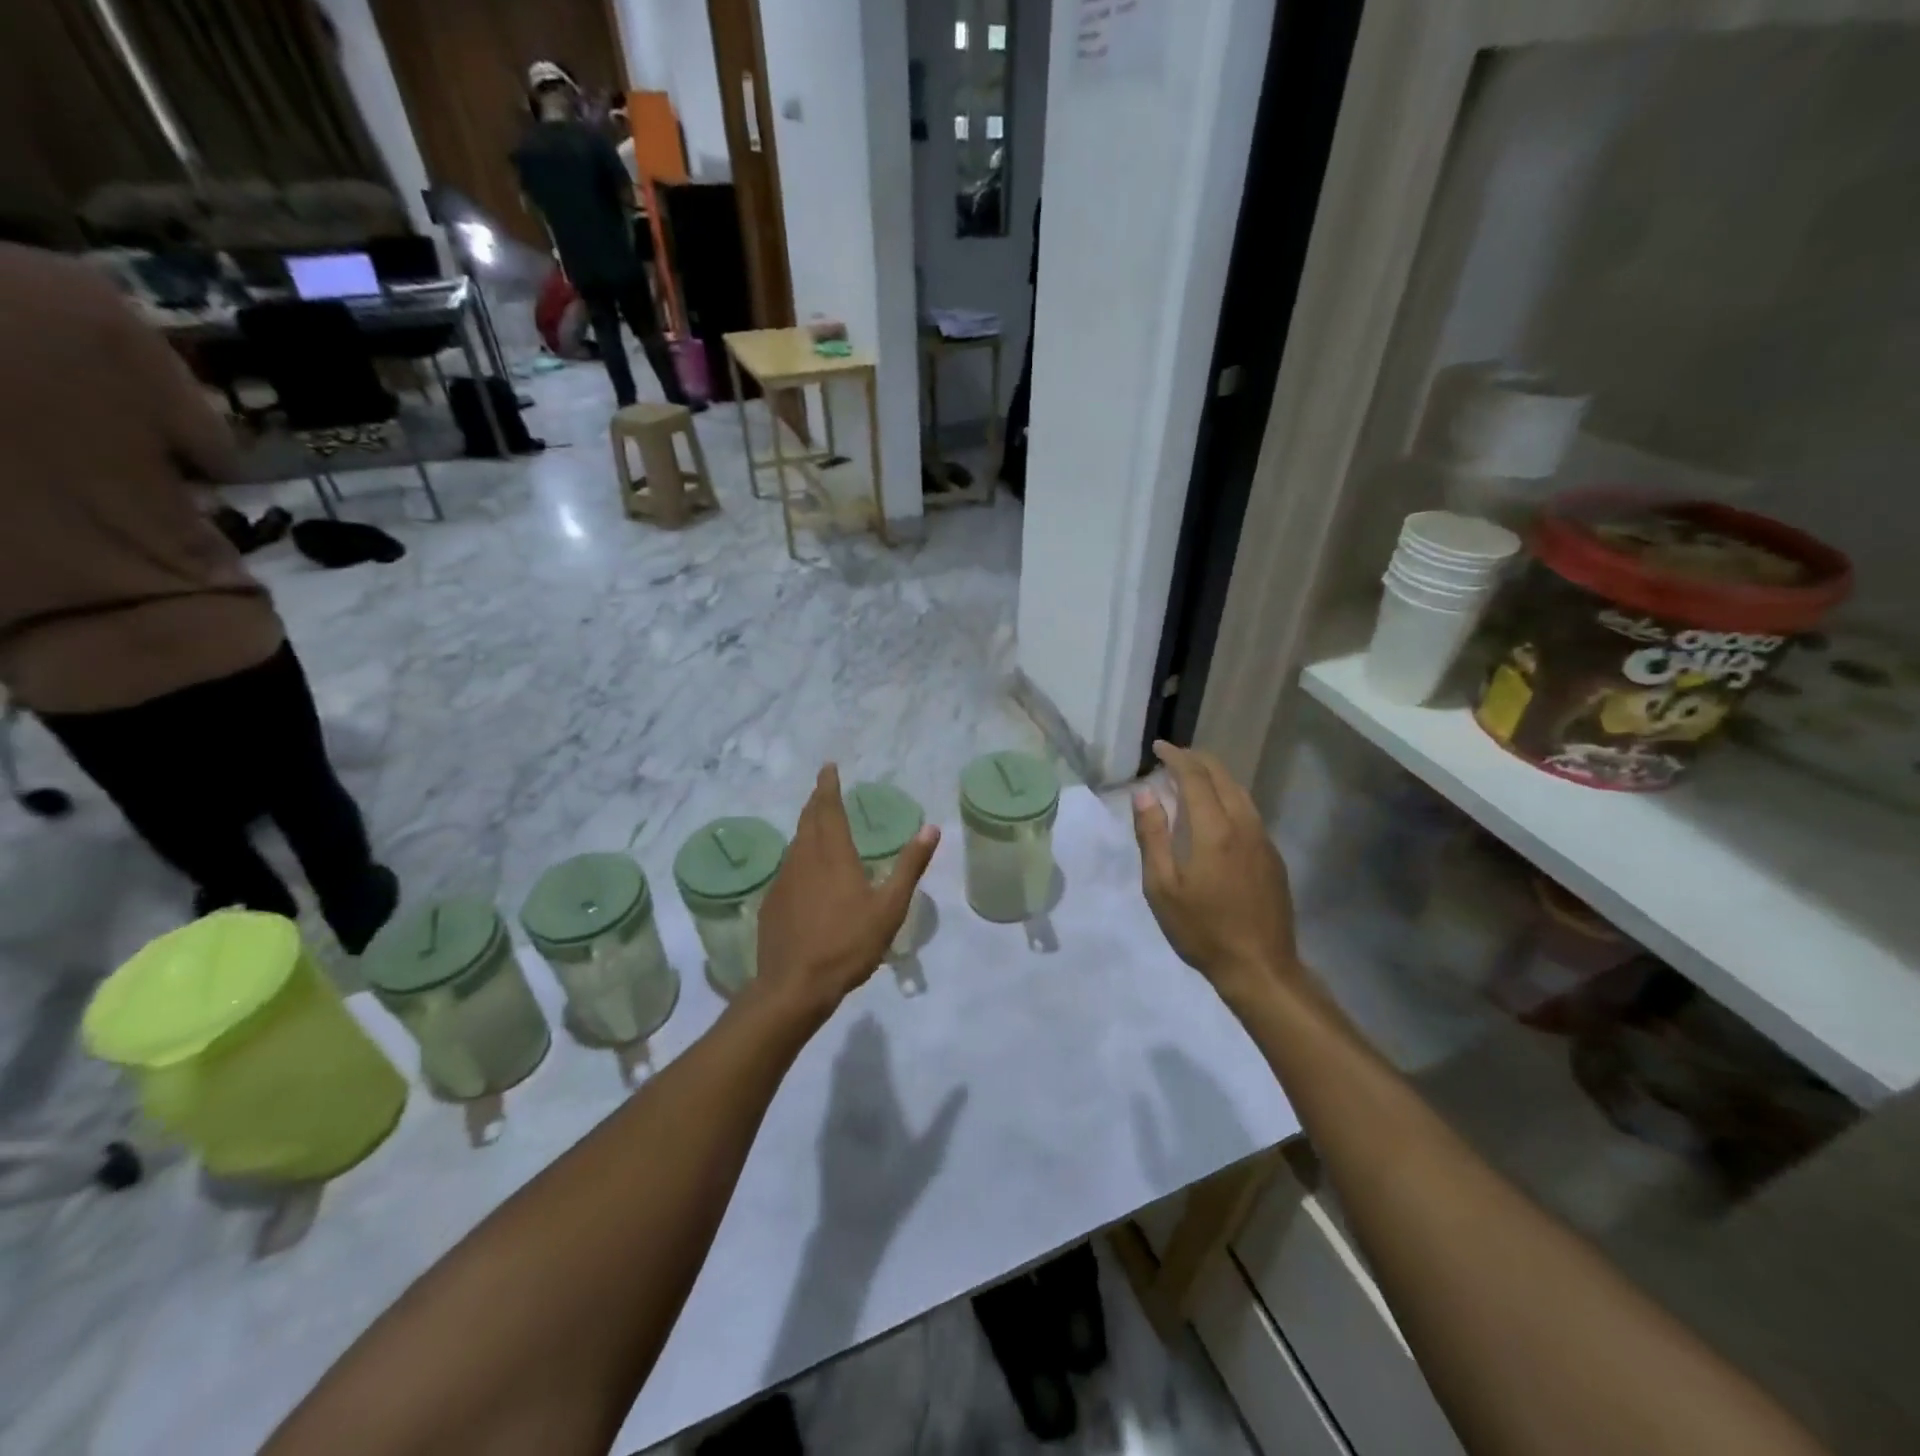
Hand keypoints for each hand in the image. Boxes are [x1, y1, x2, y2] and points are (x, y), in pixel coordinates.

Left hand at [752, 765, 940, 1022]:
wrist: (794, 986)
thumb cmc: (847, 944)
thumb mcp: (889, 907)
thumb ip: (909, 866)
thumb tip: (931, 829)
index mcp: (832, 855)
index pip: (828, 809)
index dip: (828, 786)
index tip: (828, 767)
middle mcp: (804, 859)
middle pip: (808, 820)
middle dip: (816, 800)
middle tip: (823, 788)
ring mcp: (783, 881)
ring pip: (795, 843)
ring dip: (807, 827)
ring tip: (818, 824)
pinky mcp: (772, 902)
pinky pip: (788, 868)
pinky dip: (799, 856)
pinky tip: (806, 872)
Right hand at [1133, 741, 1298, 1007]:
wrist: (1260, 967)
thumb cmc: (1202, 929)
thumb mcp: (1162, 887)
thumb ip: (1152, 836)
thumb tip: (1144, 793)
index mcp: (1214, 830)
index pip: (1195, 777)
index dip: (1176, 758)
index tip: (1158, 747)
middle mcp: (1243, 825)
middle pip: (1222, 777)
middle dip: (1197, 760)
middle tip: (1173, 757)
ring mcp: (1263, 840)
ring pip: (1240, 792)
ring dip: (1215, 776)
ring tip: (1192, 777)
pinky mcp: (1272, 856)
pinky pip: (1249, 811)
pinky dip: (1228, 796)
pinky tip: (1216, 811)